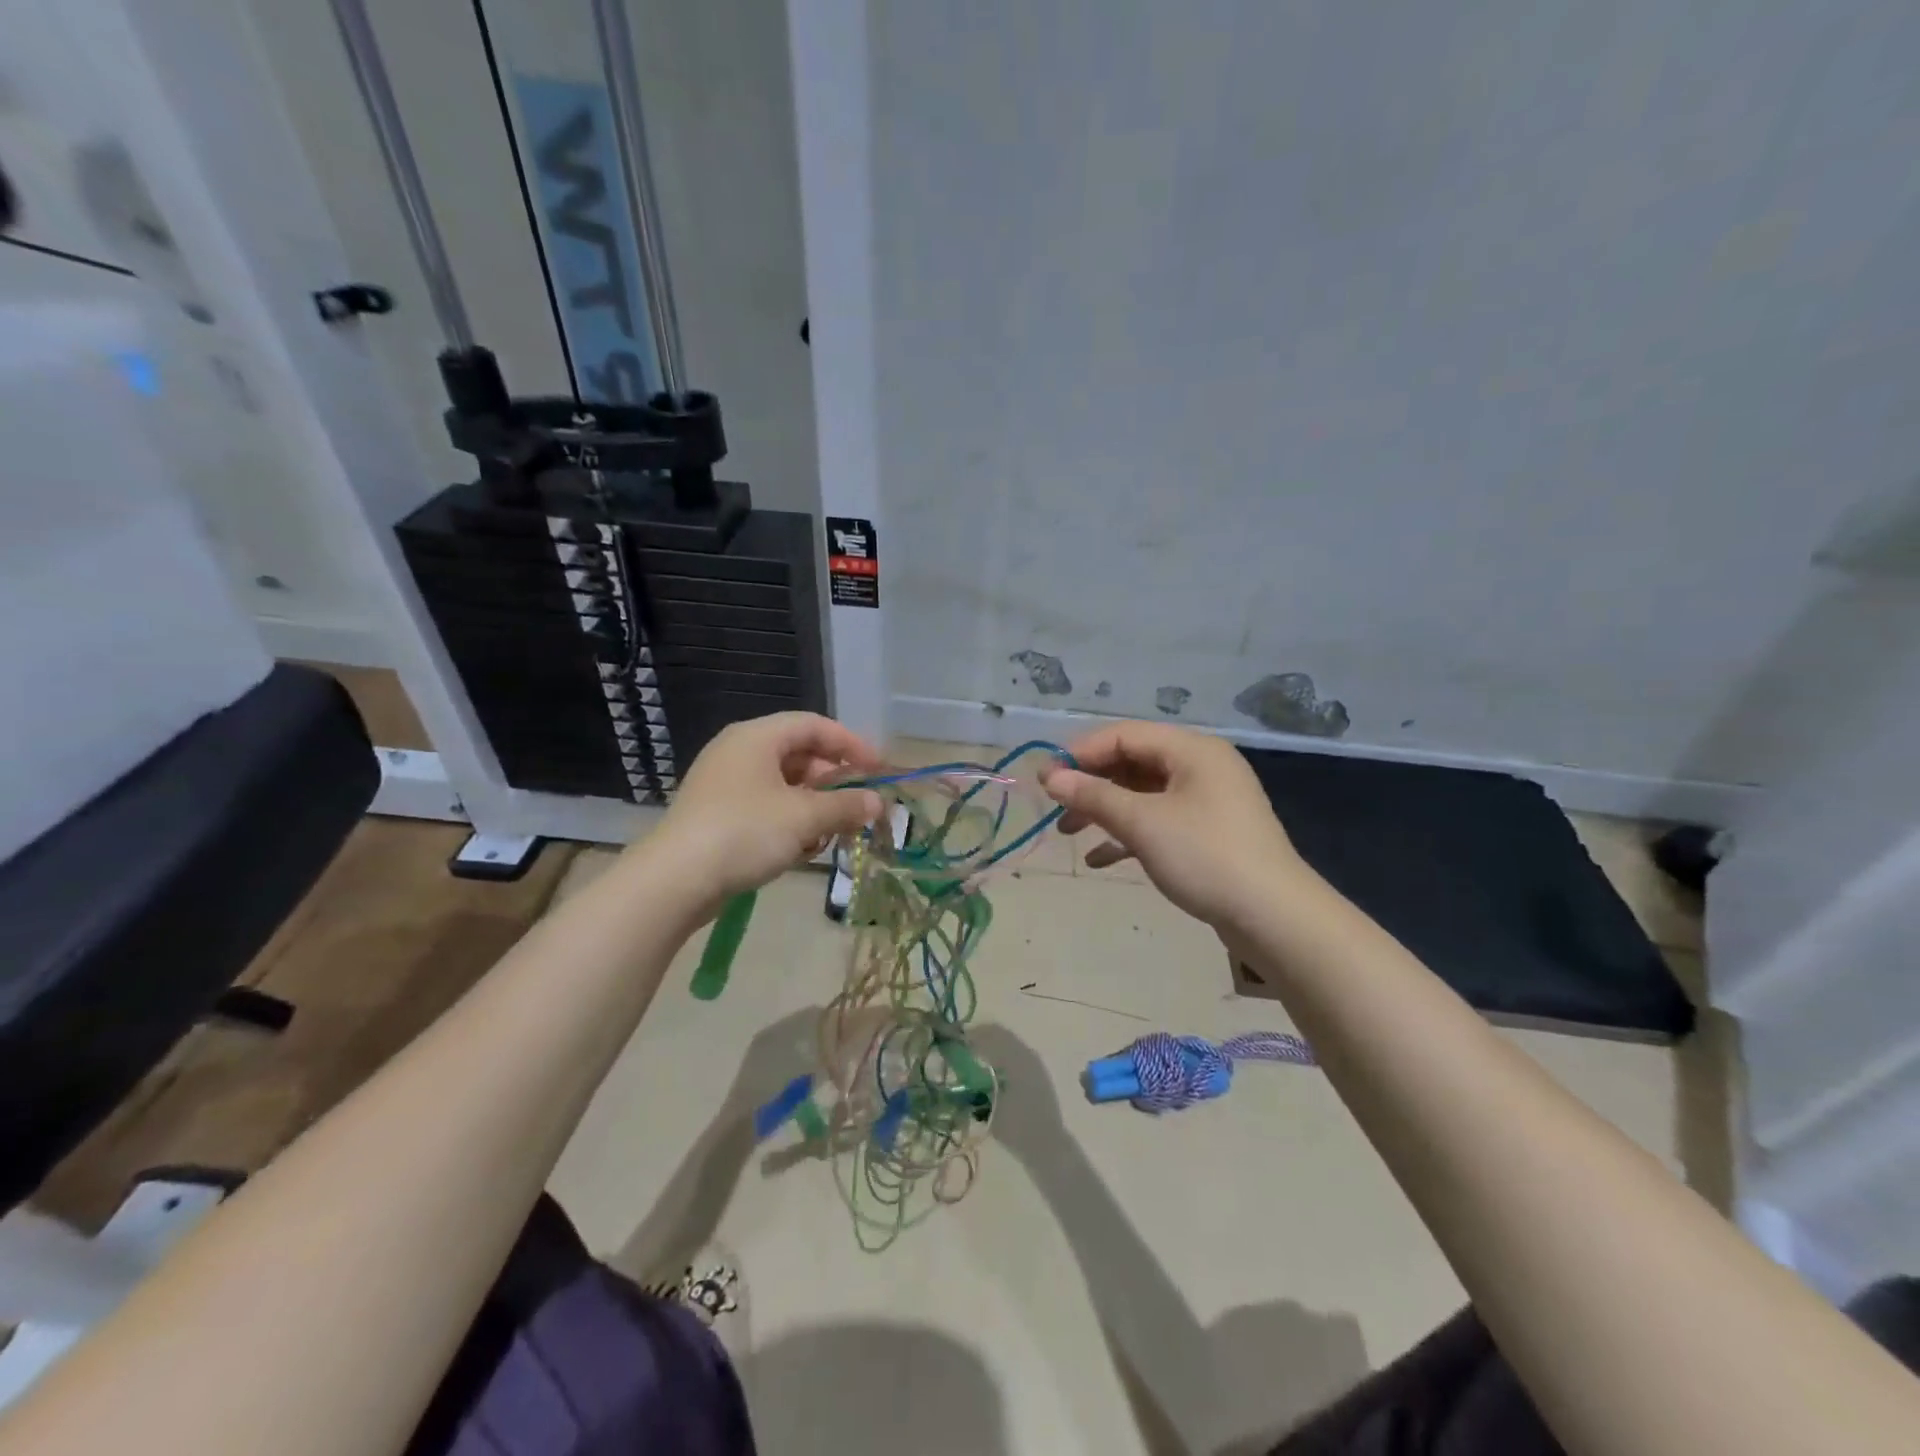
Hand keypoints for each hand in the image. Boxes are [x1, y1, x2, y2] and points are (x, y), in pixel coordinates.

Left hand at [647, 713, 883, 914]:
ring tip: (830, 833)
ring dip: (813, 807)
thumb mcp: (804, 817)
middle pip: (800, 755)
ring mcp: (725, 784)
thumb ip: (845, 806)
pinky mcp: (718, 814)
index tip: (878, 769)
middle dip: (833, 781)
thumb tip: (878, 803)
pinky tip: (800, 849)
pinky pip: (766, 806)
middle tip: (858, 805)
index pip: (814, 725)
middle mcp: (739, 752)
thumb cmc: (745, 832)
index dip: (850, 744)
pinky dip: (789, 821)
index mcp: (757, 737)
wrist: (675, 880)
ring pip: (784, 785)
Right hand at [1041, 721, 1311, 930]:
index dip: (1080, 753)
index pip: (1124, 735)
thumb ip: (1094, 796)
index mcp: (1191, 750)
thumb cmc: (1204, 857)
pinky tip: (1099, 858)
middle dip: (1091, 783)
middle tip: (1054, 806)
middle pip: (1133, 762)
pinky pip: (1159, 821)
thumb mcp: (1142, 823)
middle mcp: (1201, 766)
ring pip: (1143, 793)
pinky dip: (1128, 834)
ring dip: (1104, 809)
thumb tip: (1051, 778)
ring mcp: (1207, 801)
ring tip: (1068, 832)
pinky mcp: (1208, 833)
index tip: (1045, 778)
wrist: (1273, 917)